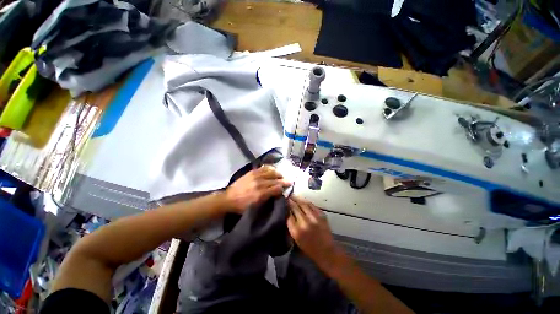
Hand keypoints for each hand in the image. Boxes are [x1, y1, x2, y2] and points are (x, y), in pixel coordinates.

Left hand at [225, 165, 291, 212]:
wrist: (229, 198)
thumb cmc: (242, 206)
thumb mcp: (256, 207)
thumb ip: (267, 199)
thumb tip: (277, 194)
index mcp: (261, 194)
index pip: (277, 188)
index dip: (283, 188)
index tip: (287, 187)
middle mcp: (260, 183)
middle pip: (275, 180)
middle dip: (283, 181)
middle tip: (289, 181)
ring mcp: (255, 176)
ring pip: (271, 172)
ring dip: (277, 174)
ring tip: (281, 175)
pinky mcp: (252, 172)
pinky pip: (263, 168)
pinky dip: (269, 169)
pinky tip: (272, 170)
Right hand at [287, 196, 344, 271]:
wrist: (327, 251)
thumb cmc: (309, 248)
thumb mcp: (296, 239)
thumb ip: (291, 225)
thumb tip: (288, 213)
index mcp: (297, 231)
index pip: (288, 215)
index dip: (285, 208)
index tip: (283, 203)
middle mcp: (305, 223)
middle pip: (295, 207)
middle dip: (290, 201)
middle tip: (286, 196)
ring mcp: (314, 218)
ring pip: (303, 204)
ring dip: (297, 199)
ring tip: (293, 195)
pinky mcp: (322, 215)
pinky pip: (312, 205)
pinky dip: (306, 202)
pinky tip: (303, 200)